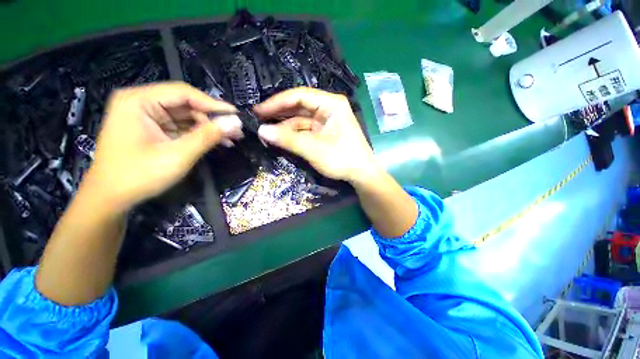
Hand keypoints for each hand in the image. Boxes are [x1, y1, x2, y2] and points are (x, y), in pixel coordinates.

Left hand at [83, 82, 241, 212]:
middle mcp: (141, 102)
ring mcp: (146, 115)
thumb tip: (235, 123)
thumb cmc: (138, 176)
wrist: (111, 198)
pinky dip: (199, 134)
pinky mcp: (152, 128)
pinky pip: (181, 126)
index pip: (183, 93)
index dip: (213, 104)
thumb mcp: (177, 155)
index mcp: (138, 101)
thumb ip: (207, 137)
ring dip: (209, 127)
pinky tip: (217, 142)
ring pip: (186, 115)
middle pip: (186, 104)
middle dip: (213, 118)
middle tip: (236, 132)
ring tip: (232, 139)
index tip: (236, 115)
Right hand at [254, 88, 377, 182]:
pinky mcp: (324, 132)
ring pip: (300, 119)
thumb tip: (261, 131)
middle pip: (299, 106)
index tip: (258, 111)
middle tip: (258, 120)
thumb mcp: (314, 149)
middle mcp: (328, 108)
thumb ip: (288, 139)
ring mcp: (326, 121)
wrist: (361, 174)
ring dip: (284, 125)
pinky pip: (305, 129)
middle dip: (279, 113)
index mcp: (331, 104)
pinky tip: (280, 137)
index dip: (277, 102)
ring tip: (265, 130)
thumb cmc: (342, 159)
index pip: (299, 96)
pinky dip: (293, 134)